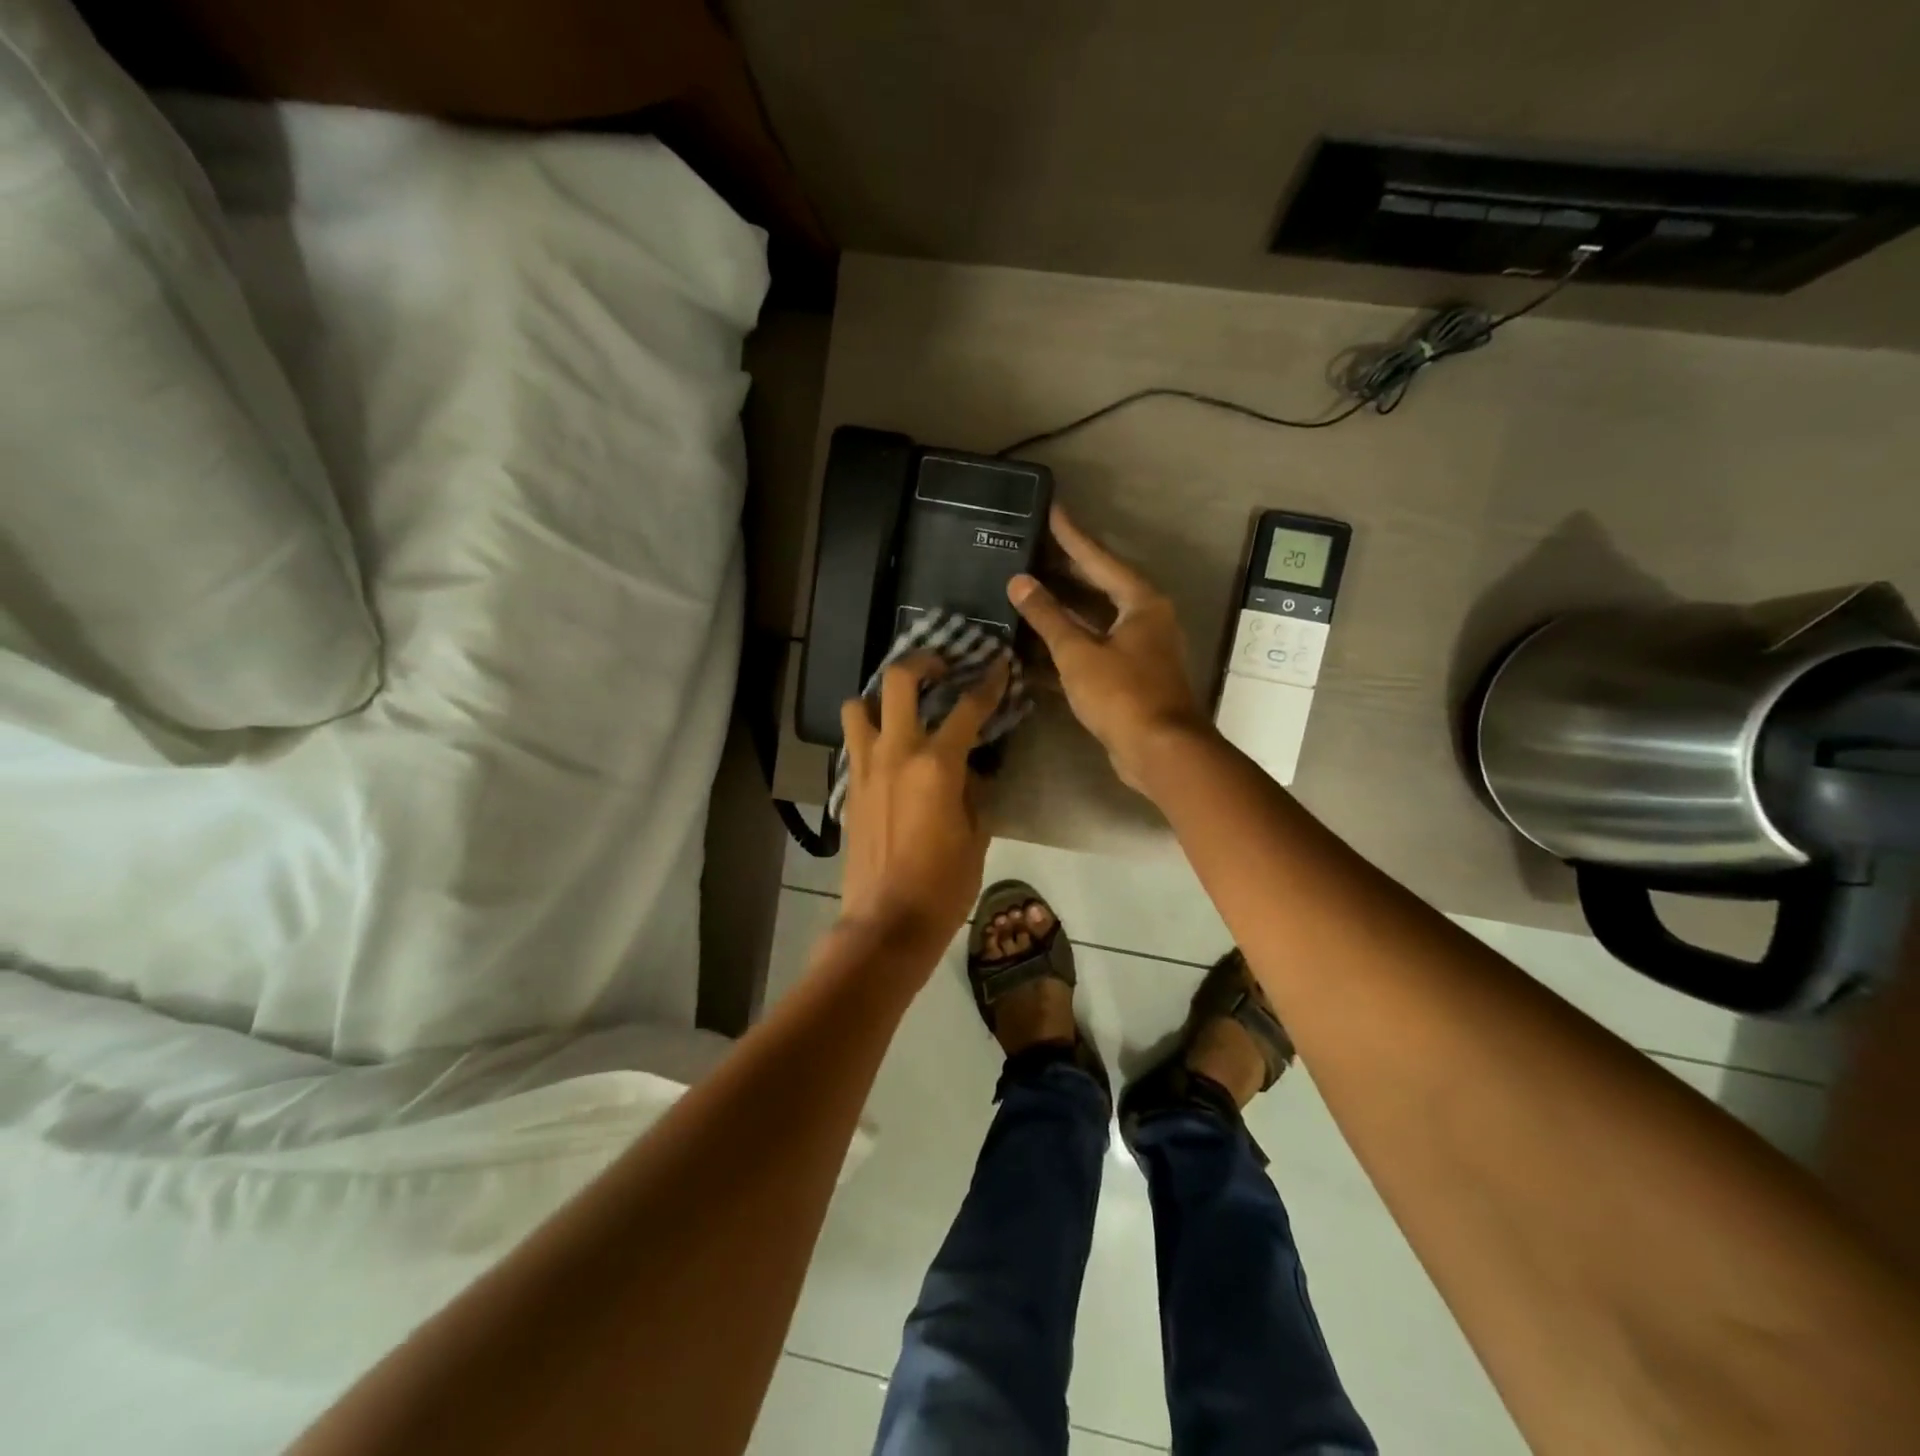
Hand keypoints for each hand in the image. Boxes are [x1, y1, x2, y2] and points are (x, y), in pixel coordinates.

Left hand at [837, 653, 1008, 953]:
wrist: (886, 922)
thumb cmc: (943, 885)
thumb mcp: (977, 836)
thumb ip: (976, 793)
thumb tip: (972, 770)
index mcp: (937, 765)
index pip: (968, 708)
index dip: (988, 683)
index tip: (998, 665)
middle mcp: (896, 753)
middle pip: (899, 681)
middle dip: (922, 661)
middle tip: (940, 664)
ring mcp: (865, 768)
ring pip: (858, 706)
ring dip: (879, 697)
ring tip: (900, 706)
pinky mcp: (848, 788)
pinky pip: (854, 744)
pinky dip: (868, 734)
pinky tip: (887, 750)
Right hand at [1008, 505, 1210, 791]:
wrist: (1159, 751)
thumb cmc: (1123, 693)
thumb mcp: (1079, 652)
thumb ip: (1047, 616)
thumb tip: (1020, 582)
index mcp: (1141, 602)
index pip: (1099, 558)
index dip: (1072, 535)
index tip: (1052, 510)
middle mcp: (1146, 619)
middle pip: (1100, 586)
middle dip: (1067, 571)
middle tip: (1034, 551)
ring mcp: (1140, 650)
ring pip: (1095, 621)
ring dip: (1063, 612)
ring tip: (1028, 593)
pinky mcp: (1131, 678)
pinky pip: (1094, 650)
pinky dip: (1068, 647)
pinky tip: (1036, 648)